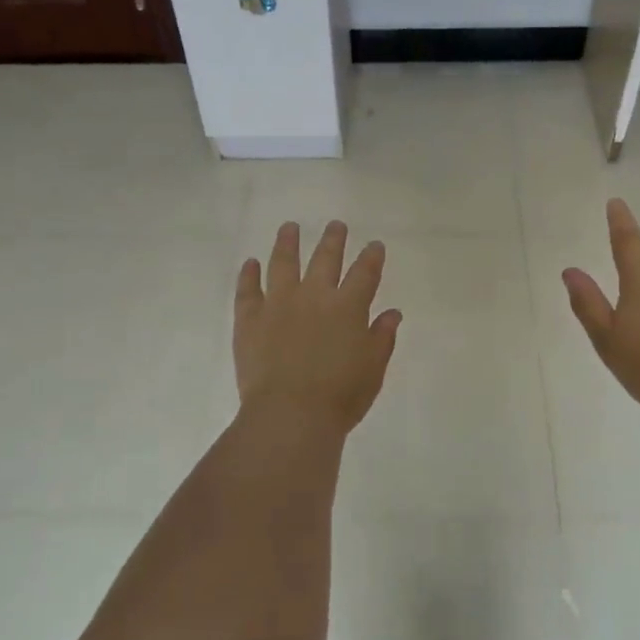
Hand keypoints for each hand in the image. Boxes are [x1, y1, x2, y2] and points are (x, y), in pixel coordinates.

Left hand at [233, 221, 402, 439]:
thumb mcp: (372, 369)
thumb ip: (382, 337)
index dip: (372, 257)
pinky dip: (249, 275)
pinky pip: (248, 290)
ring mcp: (279, 303)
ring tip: (289, 227)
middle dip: (333, 240)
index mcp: (348, 307)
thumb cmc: (340, 396)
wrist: (290, 414)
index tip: (374, 245)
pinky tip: (251, 263)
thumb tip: (391, 313)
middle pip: (325, 259)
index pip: (365, 273)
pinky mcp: (250, 319)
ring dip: (287, 243)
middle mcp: (314, 296)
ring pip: (283, 263)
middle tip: (335, 225)